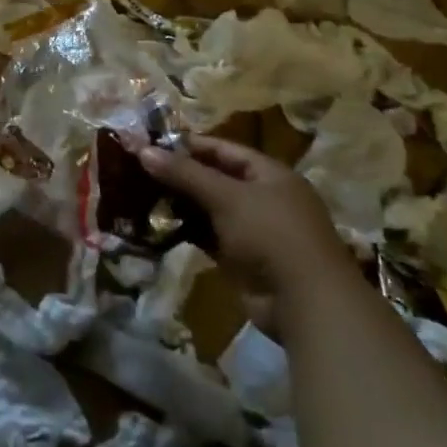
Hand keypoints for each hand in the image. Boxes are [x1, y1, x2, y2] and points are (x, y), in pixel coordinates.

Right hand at [139, 135, 354, 333]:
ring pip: (210, 209)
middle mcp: (263, 198)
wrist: (305, 303)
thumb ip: (184, 173)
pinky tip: (158, 226)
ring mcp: (254, 231)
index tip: (152, 143)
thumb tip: (143, 150)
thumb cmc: (271, 234)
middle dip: (180, 175)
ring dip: (180, 204)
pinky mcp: (242, 259)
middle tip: (140, 170)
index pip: (224, 149)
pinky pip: (209, 237)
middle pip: (215, 178)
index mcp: (269, 174)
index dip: (189, 145)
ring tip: (141, 195)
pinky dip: (187, 231)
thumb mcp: (226, 197)